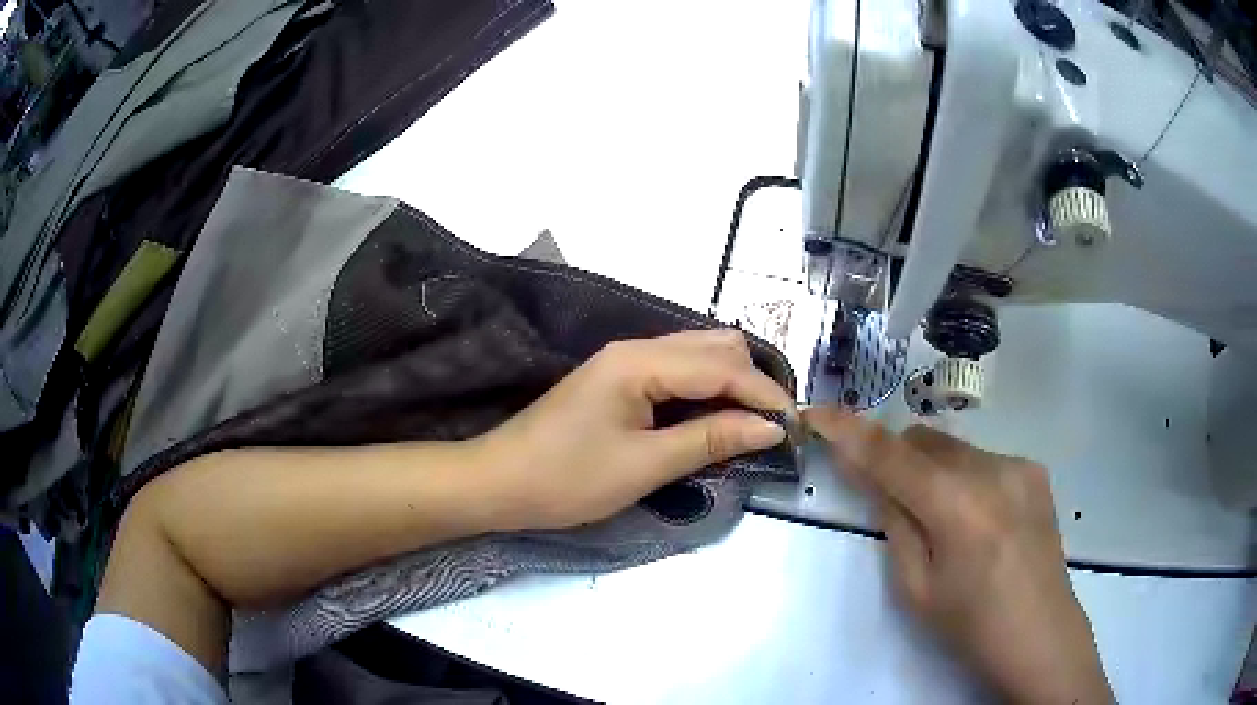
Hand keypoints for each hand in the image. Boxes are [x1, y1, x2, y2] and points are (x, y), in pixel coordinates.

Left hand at [475, 330, 794, 530]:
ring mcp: (626, 362)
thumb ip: (710, 439)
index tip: (795, 428)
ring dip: (731, 384)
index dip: (764, 395)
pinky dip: (706, 391)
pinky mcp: (619, 380)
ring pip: (698, 355)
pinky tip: (716, 418)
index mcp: (640, 362)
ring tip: (753, 425)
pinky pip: (678, 373)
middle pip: (715, 346)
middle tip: (774, 427)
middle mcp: (636, 349)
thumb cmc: (567, 479)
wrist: (501, 482)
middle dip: (752, 382)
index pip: (723, 366)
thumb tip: (770, 428)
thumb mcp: (645, 465)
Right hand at [804, 408, 1113, 704]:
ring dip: (933, 471)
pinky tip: (980, 521)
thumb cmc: (970, 625)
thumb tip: (876, 481)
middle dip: (897, 460)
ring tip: (947, 523)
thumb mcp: (916, 588)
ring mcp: (1018, 465)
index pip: (891, 455)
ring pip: (954, 449)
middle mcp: (990, 470)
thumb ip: (895, 524)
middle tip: (890, 501)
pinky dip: (964, 479)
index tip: (817, 413)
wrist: (1040, 634)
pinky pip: (982, 460)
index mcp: (956, 506)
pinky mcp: (1034, 470)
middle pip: (924, 440)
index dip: (850, 432)